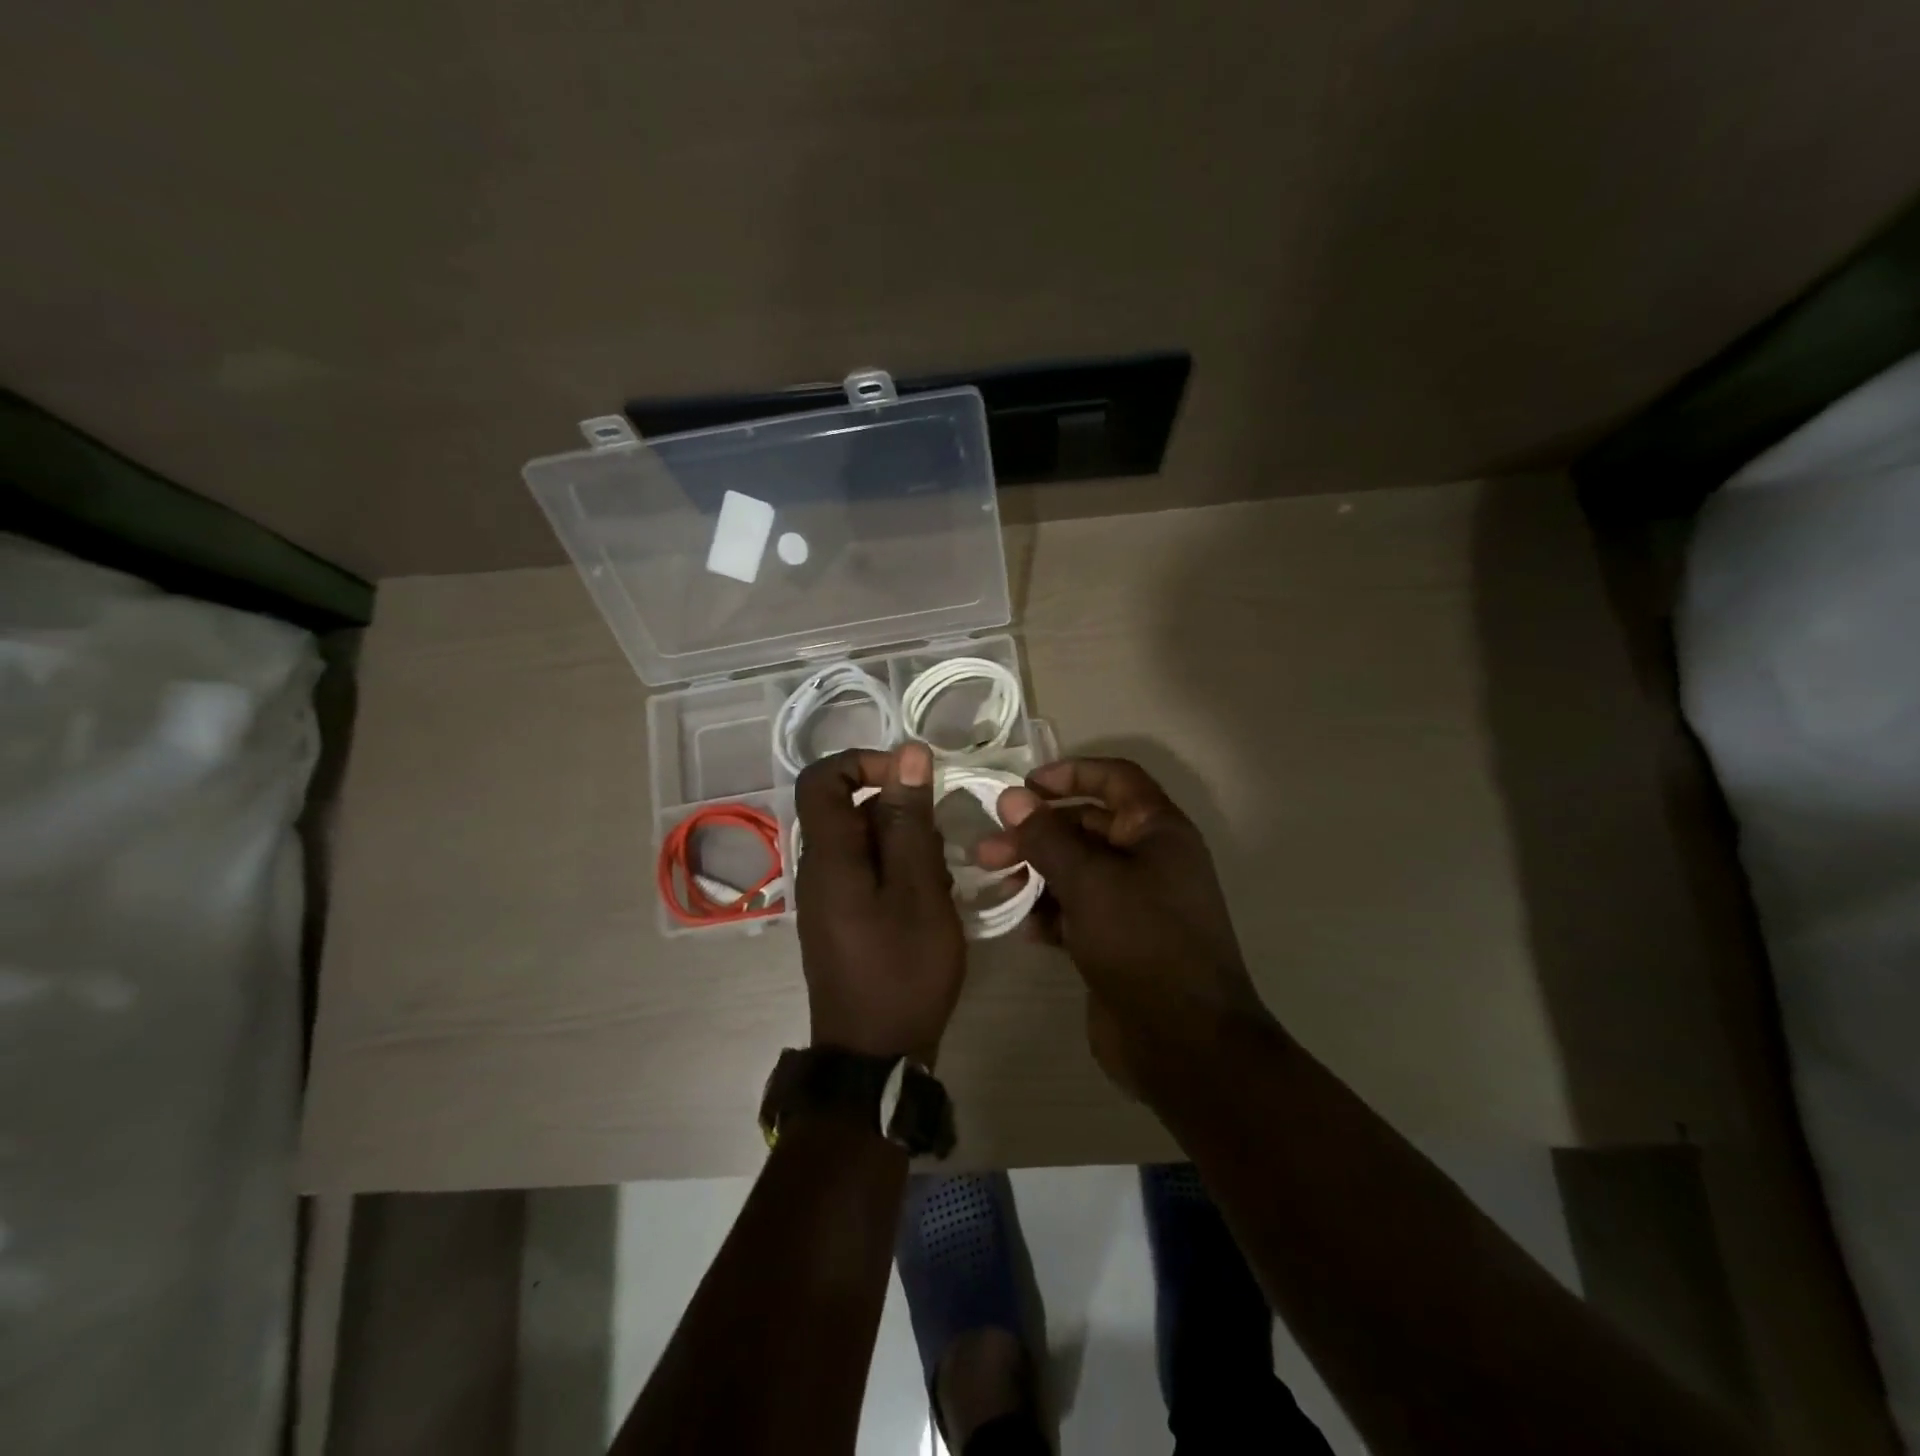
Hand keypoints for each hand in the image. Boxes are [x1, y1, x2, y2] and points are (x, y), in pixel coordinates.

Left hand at [793, 744, 966, 1061]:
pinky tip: (929, 903)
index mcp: (829, 855)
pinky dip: (899, 873)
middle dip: (899, 812)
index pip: (822, 777)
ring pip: (864, 842)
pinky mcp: (841, 917)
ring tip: (939, 882)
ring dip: (906, 846)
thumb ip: (910, 819)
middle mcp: (818, 868)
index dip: (864, 761)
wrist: (876, 1055)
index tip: (912, 778)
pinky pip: (866, 872)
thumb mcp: (919, 889)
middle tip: (939, 845)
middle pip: (849, 809)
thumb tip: (909, 753)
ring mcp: (827, 895)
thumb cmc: (903, 969)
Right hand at [975, 757, 1272, 1091]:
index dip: (1071, 773)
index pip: (1116, 780)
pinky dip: (1049, 912)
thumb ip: (1047, 837)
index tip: (1025, 786)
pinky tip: (1024, 927)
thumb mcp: (1090, 882)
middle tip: (988, 849)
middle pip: (1086, 826)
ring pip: (1076, 871)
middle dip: (1037, 833)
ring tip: (996, 886)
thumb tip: (1012, 798)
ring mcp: (1134, 903)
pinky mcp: (1117, 941)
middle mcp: (1149, 860)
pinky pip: (1077, 911)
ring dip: (1036, 873)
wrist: (1183, 1043)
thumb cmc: (1142, 943)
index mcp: (1158, 831)